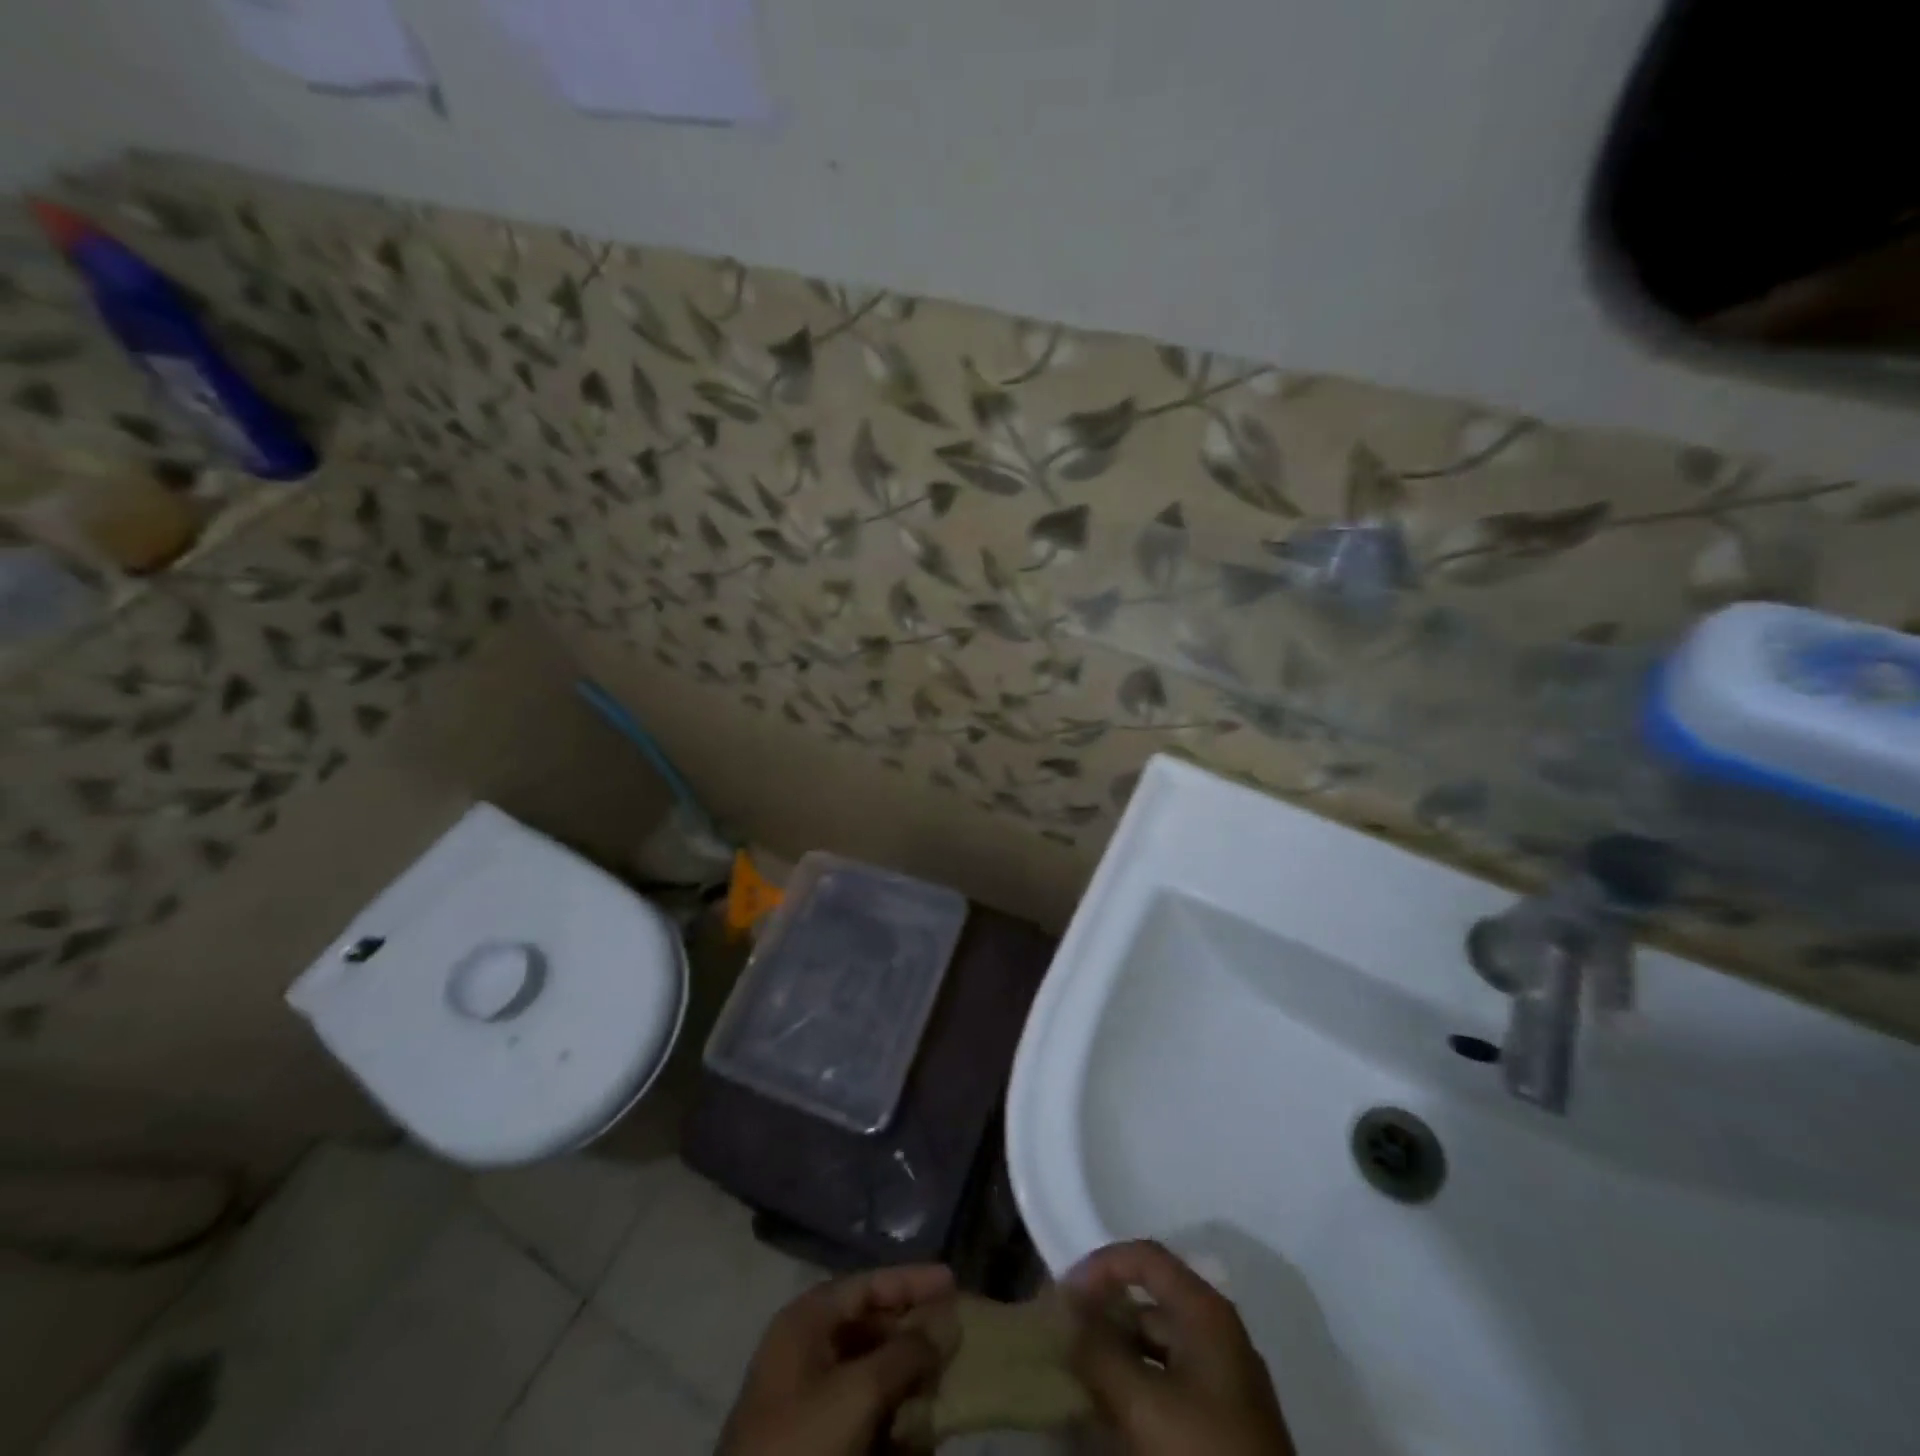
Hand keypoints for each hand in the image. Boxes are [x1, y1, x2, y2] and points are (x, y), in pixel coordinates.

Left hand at [718, 1264, 956, 1455]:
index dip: (912, 1280)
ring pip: (868, 1369)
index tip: (953, 1281)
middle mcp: (805, 1347)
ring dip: (905, 1377)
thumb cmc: (803, 1441)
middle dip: (912, 1332)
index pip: (868, 1283)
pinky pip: (859, 1411)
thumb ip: (906, 1353)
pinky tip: (917, 1431)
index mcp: (807, 1320)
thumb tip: (945, 1325)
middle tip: (953, 1338)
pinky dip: (889, 1414)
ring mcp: (805, 1396)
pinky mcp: (813, 1438)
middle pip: (870, 1324)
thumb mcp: (860, 1392)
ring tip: (941, 1386)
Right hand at [1068, 1240, 1294, 1455]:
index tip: (1065, 1297)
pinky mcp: (1221, 1422)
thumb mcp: (1143, 1403)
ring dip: (1115, 1359)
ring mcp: (1222, 1379)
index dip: (1101, 1266)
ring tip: (1075, 1381)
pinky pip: (1167, 1385)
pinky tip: (1106, 1415)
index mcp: (1205, 1310)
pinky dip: (1134, 1390)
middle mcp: (1216, 1332)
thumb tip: (1063, 1310)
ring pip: (1155, 1349)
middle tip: (1062, 1342)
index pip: (1145, 1257)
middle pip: (1148, 1304)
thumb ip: (1098, 1350)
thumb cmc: (1205, 1452)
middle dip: (1103, 1318)